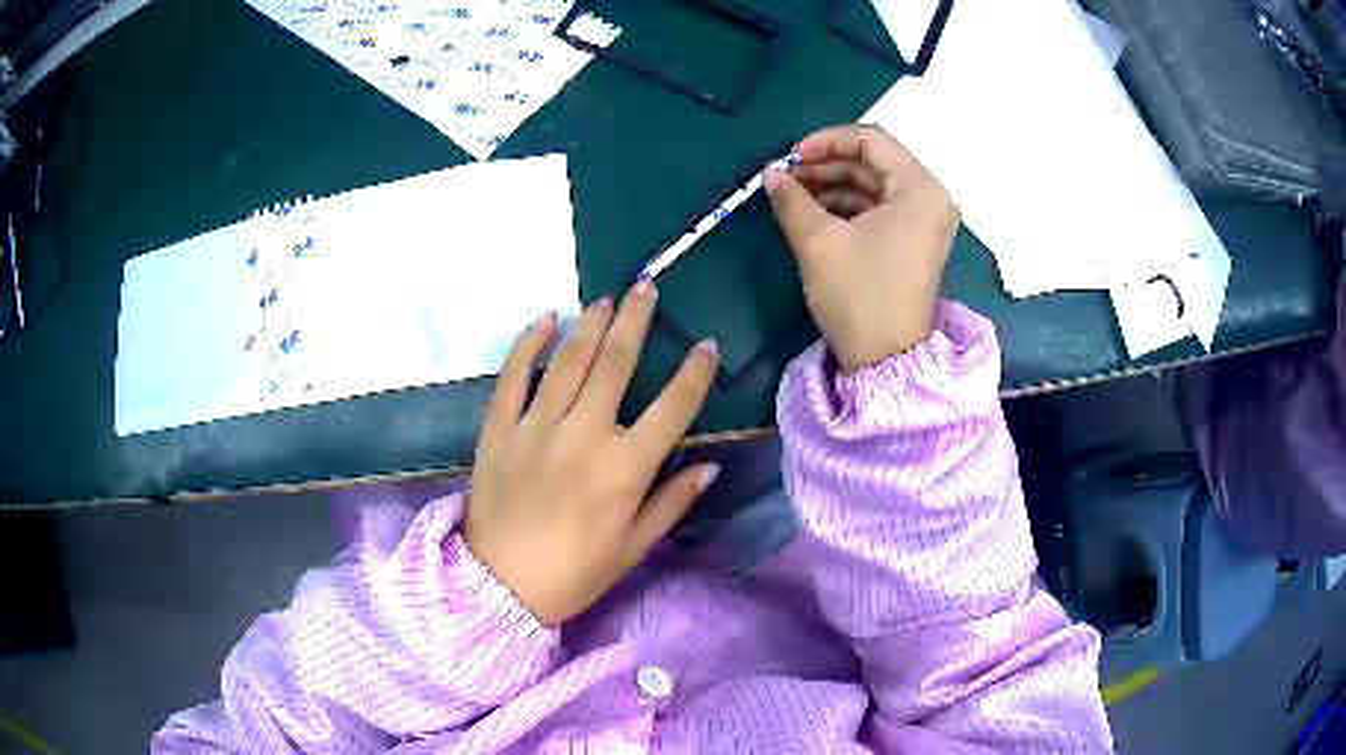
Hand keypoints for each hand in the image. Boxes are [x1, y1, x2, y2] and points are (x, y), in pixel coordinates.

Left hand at [464, 279, 720, 626]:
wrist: (498, 586)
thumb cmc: (573, 574)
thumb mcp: (633, 548)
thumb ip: (672, 502)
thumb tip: (709, 465)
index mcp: (624, 469)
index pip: (673, 407)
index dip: (695, 372)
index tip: (707, 346)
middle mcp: (584, 436)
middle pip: (616, 364)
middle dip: (636, 320)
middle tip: (646, 288)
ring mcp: (536, 427)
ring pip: (570, 361)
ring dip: (592, 323)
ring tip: (608, 298)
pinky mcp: (499, 428)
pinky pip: (514, 375)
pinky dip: (530, 343)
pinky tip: (546, 318)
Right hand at [765, 125, 959, 370]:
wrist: (884, 361)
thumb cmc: (859, 295)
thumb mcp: (818, 242)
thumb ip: (792, 198)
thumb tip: (771, 174)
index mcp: (919, 189)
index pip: (871, 140)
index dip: (825, 141)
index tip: (790, 157)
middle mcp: (929, 198)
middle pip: (872, 162)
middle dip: (826, 166)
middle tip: (785, 178)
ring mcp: (924, 222)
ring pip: (872, 186)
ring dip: (832, 186)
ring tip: (791, 196)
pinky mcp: (913, 242)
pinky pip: (878, 209)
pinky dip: (846, 207)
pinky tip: (812, 213)